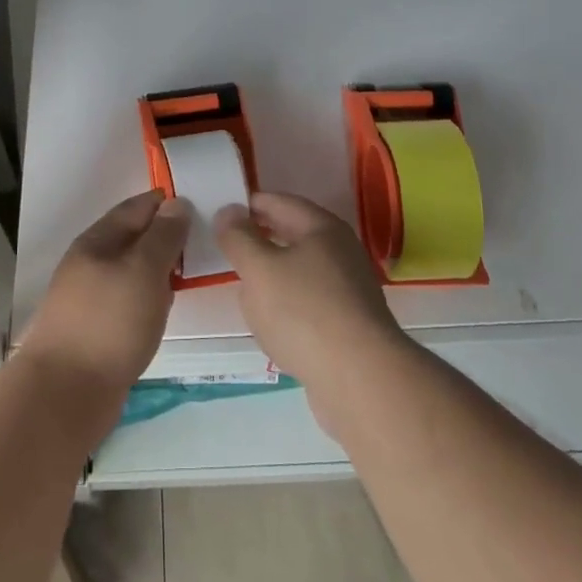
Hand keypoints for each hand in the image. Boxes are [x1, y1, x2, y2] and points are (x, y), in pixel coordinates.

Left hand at [18, 190, 188, 401]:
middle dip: (166, 235)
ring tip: (193, 271)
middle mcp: (91, 263)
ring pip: (132, 271)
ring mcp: (91, 297)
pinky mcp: (96, 328)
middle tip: (206, 239)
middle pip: (134, 238)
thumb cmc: (109, 322)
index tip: (203, 202)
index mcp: (98, 240)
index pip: (137, 207)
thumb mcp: (143, 270)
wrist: (66, 392)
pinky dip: (150, 296)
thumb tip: (177, 204)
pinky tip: (166, 307)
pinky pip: (130, 299)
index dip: (168, 202)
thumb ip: (163, 236)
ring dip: (159, 268)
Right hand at [215, 192, 410, 427]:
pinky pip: (309, 302)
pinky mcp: (349, 324)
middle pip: (294, 235)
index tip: (220, 212)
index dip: (249, 204)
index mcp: (322, 228)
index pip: (279, 202)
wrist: (361, 379)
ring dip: (273, 274)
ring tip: (243, 285)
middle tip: (227, 246)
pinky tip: (271, 323)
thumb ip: (239, 237)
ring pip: (301, 270)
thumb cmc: (304, 312)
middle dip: (260, 238)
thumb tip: (228, 210)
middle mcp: (341, 252)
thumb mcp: (259, 269)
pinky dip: (287, 304)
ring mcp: (349, 289)